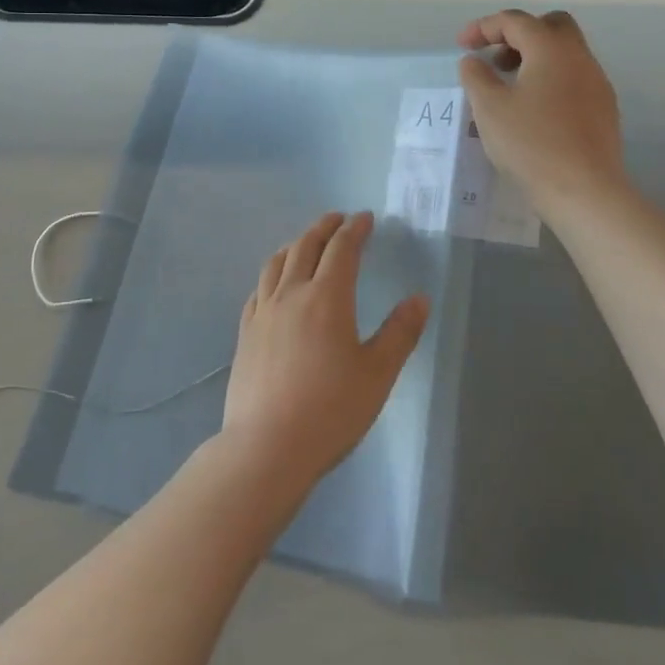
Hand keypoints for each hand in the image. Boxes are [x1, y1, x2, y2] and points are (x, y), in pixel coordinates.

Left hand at [221, 212, 428, 492]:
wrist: (267, 446)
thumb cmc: (331, 410)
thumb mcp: (377, 373)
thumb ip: (400, 333)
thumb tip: (419, 298)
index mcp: (327, 297)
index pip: (342, 249)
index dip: (355, 229)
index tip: (365, 218)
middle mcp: (291, 294)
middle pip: (306, 246)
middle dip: (324, 227)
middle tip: (338, 219)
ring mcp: (263, 312)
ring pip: (277, 263)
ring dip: (295, 244)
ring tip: (306, 242)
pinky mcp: (245, 332)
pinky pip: (259, 288)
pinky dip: (273, 273)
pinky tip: (275, 284)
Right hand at [458, 10, 630, 216]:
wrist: (584, 190)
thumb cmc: (530, 144)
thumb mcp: (488, 108)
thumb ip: (476, 76)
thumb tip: (473, 61)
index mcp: (551, 49)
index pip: (515, 21)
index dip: (484, 27)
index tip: (462, 46)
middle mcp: (580, 57)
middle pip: (550, 26)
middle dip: (518, 34)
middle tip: (494, 58)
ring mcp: (597, 83)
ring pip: (565, 53)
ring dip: (535, 58)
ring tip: (509, 86)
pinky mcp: (604, 109)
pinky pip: (574, 78)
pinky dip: (550, 79)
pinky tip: (533, 109)